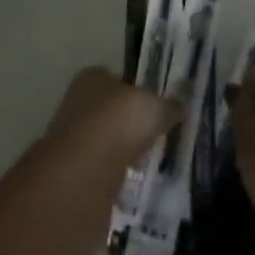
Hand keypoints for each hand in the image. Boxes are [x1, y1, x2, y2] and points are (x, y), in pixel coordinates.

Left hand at [44, 66, 180, 171]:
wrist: (84, 170)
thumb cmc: (120, 122)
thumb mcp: (156, 109)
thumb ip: (169, 106)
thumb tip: (184, 103)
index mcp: (94, 77)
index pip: (118, 78)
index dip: (137, 92)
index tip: (154, 108)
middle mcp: (77, 100)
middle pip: (109, 109)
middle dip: (127, 122)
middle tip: (152, 135)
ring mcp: (70, 135)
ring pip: (103, 138)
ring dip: (119, 148)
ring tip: (144, 159)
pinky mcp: (71, 167)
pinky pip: (98, 165)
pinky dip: (112, 170)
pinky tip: (128, 177)